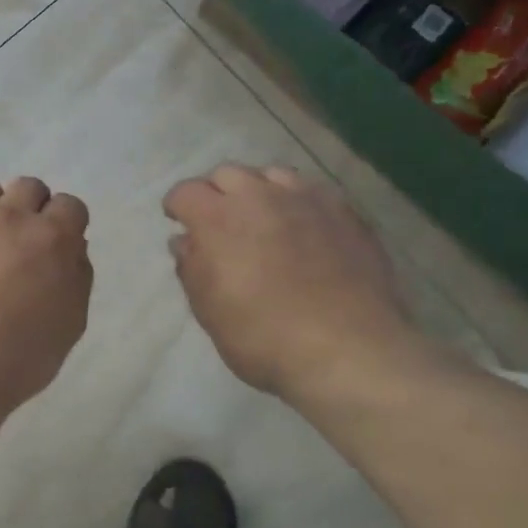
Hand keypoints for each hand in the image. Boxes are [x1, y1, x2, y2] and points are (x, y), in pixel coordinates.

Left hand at [0, 177, 92, 420]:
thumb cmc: (18, 358)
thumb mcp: (70, 323)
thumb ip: (77, 276)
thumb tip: (71, 247)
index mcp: (51, 238)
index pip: (70, 205)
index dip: (65, 224)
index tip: (56, 247)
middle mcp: (9, 217)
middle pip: (28, 187)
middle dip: (31, 209)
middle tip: (19, 245)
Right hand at [165, 164, 421, 396]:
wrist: (350, 353)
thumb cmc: (263, 338)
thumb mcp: (209, 311)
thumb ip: (192, 268)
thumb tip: (185, 241)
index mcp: (218, 218)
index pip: (185, 192)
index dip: (177, 206)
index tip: (179, 223)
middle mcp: (259, 196)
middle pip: (227, 174)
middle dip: (215, 193)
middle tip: (219, 223)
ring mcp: (306, 200)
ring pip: (271, 175)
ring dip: (258, 191)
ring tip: (263, 218)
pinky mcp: (345, 213)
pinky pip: (311, 192)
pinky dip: (297, 202)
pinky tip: (302, 228)